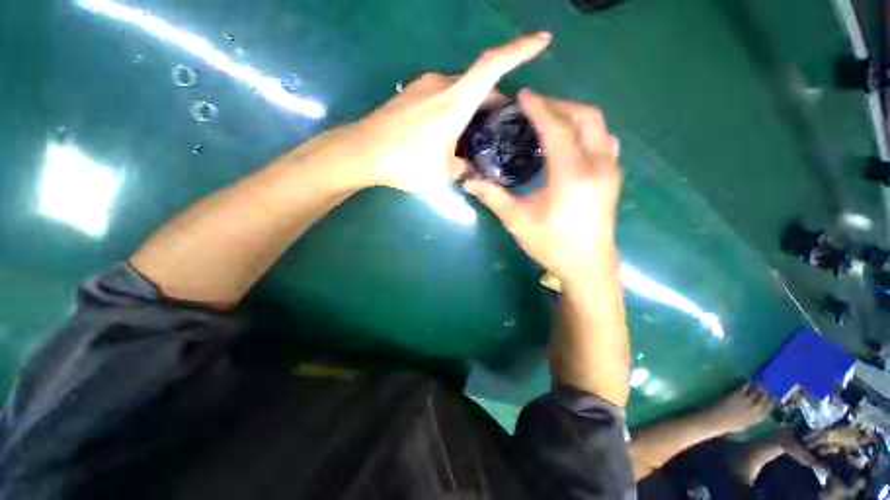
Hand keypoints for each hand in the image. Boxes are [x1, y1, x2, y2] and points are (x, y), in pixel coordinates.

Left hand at [333, 33, 550, 193]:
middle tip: (501, 121)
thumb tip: (469, 166)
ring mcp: (423, 87)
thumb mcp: (443, 175)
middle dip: (494, 99)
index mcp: (456, 102)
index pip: (494, 66)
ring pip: (459, 90)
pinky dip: (453, 107)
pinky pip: (441, 95)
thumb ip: (463, 168)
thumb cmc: (407, 163)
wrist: (364, 152)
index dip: (520, 50)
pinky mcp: (410, 94)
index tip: (542, 40)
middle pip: (478, 83)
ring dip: (472, 105)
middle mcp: (442, 85)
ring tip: (474, 131)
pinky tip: (448, 130)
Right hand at [463, 90, 621, 282]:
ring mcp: (610, 170)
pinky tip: (569, 140)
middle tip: (534, 108)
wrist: (588, 265)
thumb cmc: (552, 245)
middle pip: (585, 116)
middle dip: (558, 105)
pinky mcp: (613, 177)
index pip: (557, 128)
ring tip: (549, 120)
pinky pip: (604, 140)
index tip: (523, 95)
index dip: (539, 108)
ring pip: (598, 125)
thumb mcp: (518, 221)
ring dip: (574, 116)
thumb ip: (494, 197)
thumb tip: (468, 182)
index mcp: (572, 174)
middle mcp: (597, 165)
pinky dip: (586, 130)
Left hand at [703, 384, 774, 433]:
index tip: (774, 397)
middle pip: (764, 399)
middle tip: (767, 387)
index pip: (768, 410)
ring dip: (758, 386)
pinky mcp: (737, 394)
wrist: (716, 420)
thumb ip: (751, 420)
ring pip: (756, 392)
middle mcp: (754, 410)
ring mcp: (746, 401)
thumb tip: (754, 414)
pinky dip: (747, 382)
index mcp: (756, 419)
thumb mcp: (743, 425)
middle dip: (766, 393)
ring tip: (760, 382)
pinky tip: (747, 380)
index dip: (772, 403)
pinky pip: (745, 386)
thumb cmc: (727, 424)